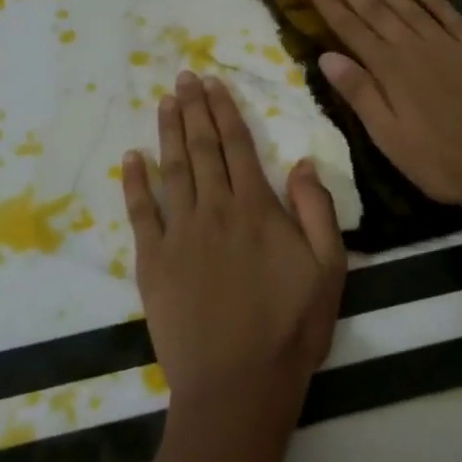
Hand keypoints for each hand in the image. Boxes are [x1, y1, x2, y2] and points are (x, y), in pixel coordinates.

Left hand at [121, 71, 347, 425]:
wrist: (238, 384)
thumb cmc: (291, 328)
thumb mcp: (328, 270)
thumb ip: (316, 211)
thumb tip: (301, 162)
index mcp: (257, 209)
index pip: (238, 146)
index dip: (225, 111)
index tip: (213, 83)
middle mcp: (215, 210)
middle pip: (203, 148)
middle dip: (194, 109)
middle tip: (184, 77)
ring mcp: (179, 234)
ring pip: (173, 169)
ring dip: (168, 132)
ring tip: (164, 101)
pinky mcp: (153, 261)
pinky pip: (141, 212)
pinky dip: (135, 181)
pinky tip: (132, 156)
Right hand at [306, 0, 461, 213]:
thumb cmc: (441, 161)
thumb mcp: (389, 137)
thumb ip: (360, 94)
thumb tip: (326, 56)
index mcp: (391, 70)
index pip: (351, 29)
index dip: (330, 2)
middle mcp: (417, 48)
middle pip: (377, 11)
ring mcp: (451, 46)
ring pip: (411, 8)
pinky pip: (453, 17)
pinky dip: (436, 1)